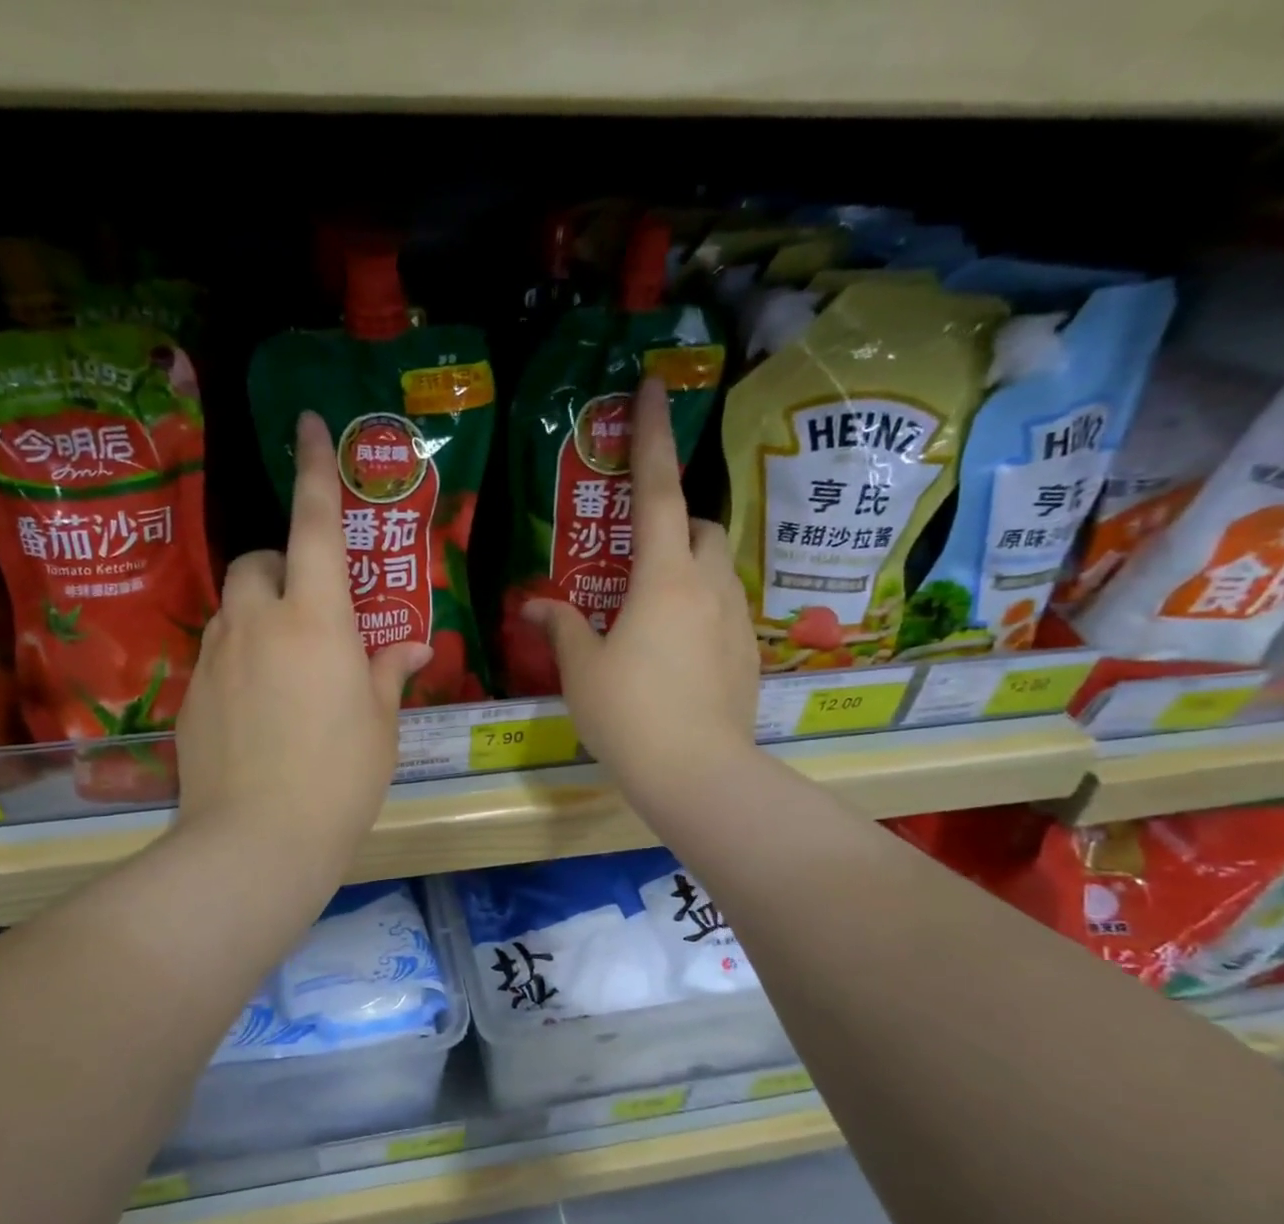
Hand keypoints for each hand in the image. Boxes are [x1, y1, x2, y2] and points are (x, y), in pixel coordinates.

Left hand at [175, 412, 430, 873]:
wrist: (257, 840)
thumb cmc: (339, 778)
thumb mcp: (379, 724)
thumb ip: (387, 673)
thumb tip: (407, 647)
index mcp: (316, 621)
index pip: (315, 526)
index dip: (315, 471)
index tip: (308, 423)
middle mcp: (257, 622)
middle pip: (258, 560)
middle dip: (282, 566)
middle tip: (312, 610)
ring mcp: (216, 656)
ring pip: (234, 606)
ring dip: (260, 613)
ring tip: (287, 665)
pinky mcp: (192, 693)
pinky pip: (217, 651)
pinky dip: (240, 656)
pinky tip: (260, 708)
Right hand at [522, 377, 759, 800]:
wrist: (697, 773)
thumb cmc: (629, 715)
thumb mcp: (582, 670)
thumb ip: (562, 627)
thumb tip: (535, 603)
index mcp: (662, 579)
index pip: (656, 492)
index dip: (651, 438)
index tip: (653, 389)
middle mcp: (707, 587)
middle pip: (698, 527)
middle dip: (672, 520)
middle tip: (635, 550)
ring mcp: (735, 621)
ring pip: (715, 567)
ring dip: (686, 565)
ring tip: (651, 605)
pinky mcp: (747, 654)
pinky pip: (723, 609)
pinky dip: (699, 607)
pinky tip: (674, 648)